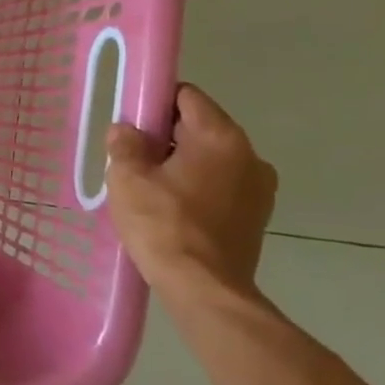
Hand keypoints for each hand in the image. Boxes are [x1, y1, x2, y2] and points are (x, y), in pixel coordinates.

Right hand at [105, 83, 276, 303]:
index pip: (187, 96)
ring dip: (183, 163)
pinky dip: (198, 187)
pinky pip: (222, 184)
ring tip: (151, 187)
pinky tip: (173, 208)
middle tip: (133, 157)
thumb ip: (125, 144)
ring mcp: (259, 187)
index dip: (155, 101)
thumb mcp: (128, 178)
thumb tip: (126, 130)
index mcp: (220, 136)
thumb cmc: (163, 225)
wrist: (204, 289)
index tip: (132, 121)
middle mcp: (249, 154)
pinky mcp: (257, 215)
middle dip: (166, 135)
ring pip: (211, 158)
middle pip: (200, 126)